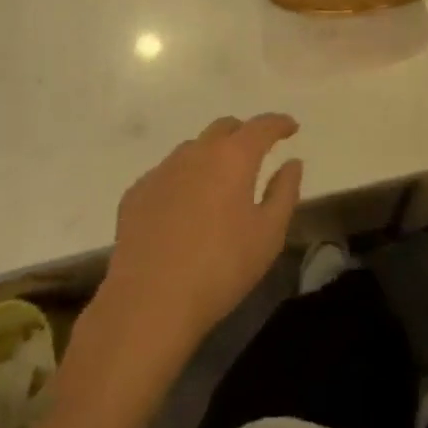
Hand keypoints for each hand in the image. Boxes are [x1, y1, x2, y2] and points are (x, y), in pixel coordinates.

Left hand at [99, 114, 302, 358]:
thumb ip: (285, 192)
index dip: (278, 123)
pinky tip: (183, 209)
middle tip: (256, 153)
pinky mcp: (136, 194)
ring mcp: (162, 171)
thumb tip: (292, 163)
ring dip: (211, 156)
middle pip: (224, 128)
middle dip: (243, 134)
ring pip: (193, 149)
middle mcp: (196, 153)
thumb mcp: (269, 234)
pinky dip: (183, 180)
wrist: (149, 303)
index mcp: (233, 157)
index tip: (291, 127)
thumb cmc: (220, 268)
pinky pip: (166, 174)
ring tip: (219, 183)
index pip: (261, 126)